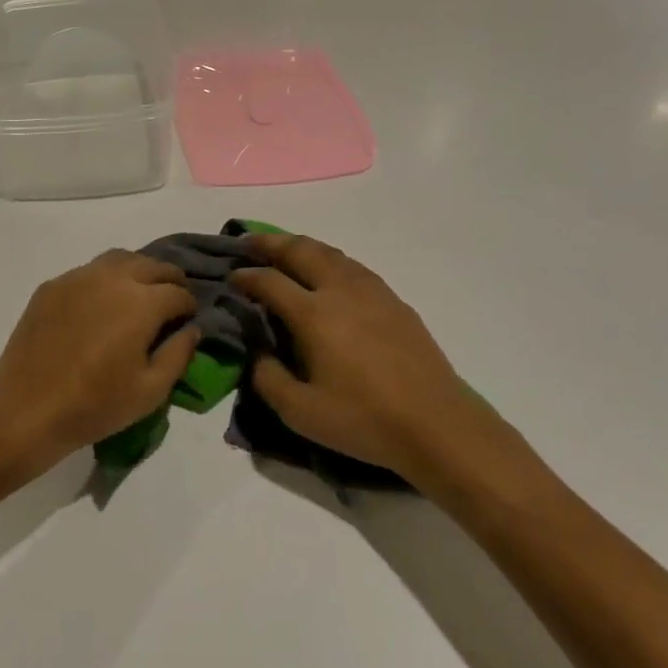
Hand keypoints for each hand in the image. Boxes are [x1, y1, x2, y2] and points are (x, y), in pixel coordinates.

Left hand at [0, 250, 199, 478]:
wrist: (26, 408)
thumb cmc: (95, 405)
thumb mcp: (150, 391)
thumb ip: (179, 354)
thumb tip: (191, 329)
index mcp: (142, 302)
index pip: (178, 292)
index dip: (189, 305)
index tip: (188, 320)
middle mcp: (113, 278)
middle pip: (152, 265)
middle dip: (169, 279)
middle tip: (171, 300)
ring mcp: (78, 277)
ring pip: (119, 258)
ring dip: (138, 270)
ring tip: (140, 292)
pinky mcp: (53, 285)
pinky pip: (88, 270)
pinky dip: (105, 278)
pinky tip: (101, 302)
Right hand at [232, 235, 535, 498]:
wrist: (437, 424)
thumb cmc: (364, 420)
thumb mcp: (301, 412)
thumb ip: (268, 378)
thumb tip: (257, 352)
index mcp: (314, 314)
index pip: (270, 281)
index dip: (246, 276)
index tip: (230, 278)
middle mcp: (340, 290)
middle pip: (300, 250)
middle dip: (270, 243)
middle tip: (248, 243)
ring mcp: (371, 291)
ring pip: (329, 252)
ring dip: (300, 246)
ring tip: (283, 251)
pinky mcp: (393, 300)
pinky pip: (352, 265)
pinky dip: (329, 258)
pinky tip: (327, 272)